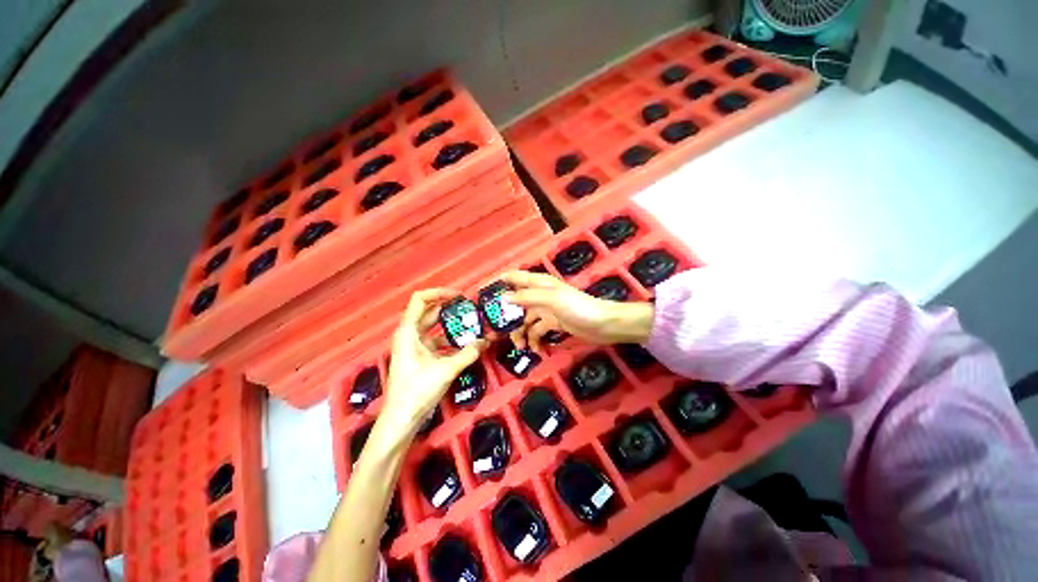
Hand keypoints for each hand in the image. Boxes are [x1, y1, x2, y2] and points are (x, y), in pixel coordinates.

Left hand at [383, 289, 485, 429]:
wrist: (401, 419)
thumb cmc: (417, 390)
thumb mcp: (446, 369)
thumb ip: (468, 353)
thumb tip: (486, 341)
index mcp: (408, 331)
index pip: (420, 300)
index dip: (439, 292)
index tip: (459, 296)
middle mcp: (410, 334)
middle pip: (429, 311)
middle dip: (449, 308)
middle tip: (470, 308)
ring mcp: (415, 346)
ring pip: (435, 327)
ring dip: (451, 325)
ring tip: (472, 324)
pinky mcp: (421, 357)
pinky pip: (437, 342)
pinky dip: (451, 340)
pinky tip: (466, 344)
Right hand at [500, 271, 654, 351]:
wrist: (603, 324)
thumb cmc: (578, 307)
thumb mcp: (551, 299)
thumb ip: (527, 297)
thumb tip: (503, 298)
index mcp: (538, 284)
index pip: (513, 278)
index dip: (497, 283)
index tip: (480, 295)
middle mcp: (539, 295)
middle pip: (515, 303)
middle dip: (506, 317)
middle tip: (495, 334)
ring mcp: (545, 311)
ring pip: (525, 321)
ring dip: (521, 333)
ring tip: (520, 347)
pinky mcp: (553, 324)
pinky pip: (537, 332)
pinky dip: (534, 340)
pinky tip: (537, 350)